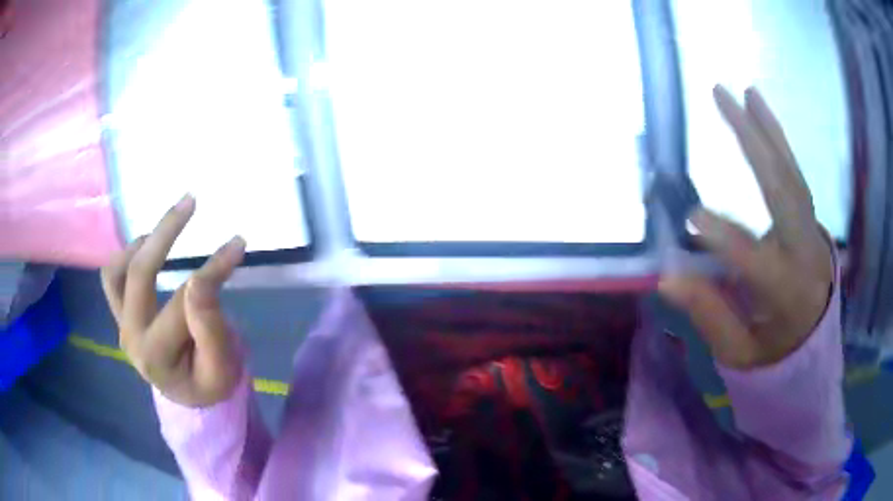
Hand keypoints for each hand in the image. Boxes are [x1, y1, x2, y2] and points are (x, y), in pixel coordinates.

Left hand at [101, 195, 245, 406]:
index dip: (211, 270)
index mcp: (156, 356)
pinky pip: (112, 277)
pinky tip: (147, 246)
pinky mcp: (120, 314)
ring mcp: (121, 323)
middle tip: (191, 201)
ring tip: (166, 225)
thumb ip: (210, 329)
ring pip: (117, 271)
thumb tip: (200, 279)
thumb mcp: (221, 367)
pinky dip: (126, 255)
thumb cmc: (209, 383)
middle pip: (139, 274)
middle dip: (166, 232)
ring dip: (141, 242)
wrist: (187, 394)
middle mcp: (130, 336)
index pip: (183, 302)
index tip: (237, 243)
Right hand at [660, 86, 833, 369]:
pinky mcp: (809, 217)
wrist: (815, 340)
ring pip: (791, 173)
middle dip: (752, 142)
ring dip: (766, 129)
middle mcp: (805, 252)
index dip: (726, 239)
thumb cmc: (774, 349)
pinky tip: (761, 111)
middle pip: (783, 192)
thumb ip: (710, 315)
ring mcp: (812, 230)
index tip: (691, 216)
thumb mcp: (739, 351)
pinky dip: (779, 140)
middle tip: (721, 98)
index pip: (757, 261)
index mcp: (788, 295)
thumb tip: (668, 279)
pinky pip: (795, 173)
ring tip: (741, 92)